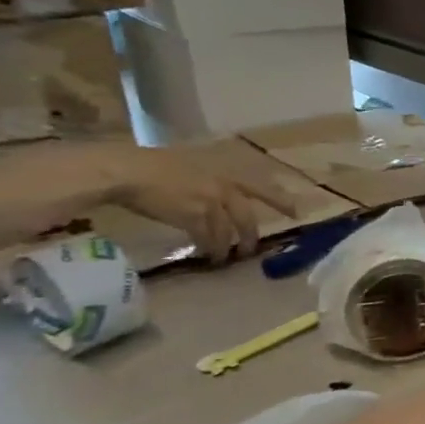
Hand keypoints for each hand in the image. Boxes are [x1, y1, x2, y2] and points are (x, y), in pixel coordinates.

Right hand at [100, 145, 296, 261]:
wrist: (127, 170)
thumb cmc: (150, 163)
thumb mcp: (191, 163)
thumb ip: (208, 177)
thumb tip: (214, 192)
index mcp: (225, 172)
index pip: (261, 188)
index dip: (281, 200)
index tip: (297, 212)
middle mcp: (223, 188)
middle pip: (247, 218)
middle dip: (251, 237)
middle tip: (251, 251)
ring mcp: (210, 203)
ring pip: (227, 232)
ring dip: (227, 248)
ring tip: (224, 259)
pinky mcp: (193, 218)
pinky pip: (207, 239)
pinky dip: (209, 249)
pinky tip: (207, 256)